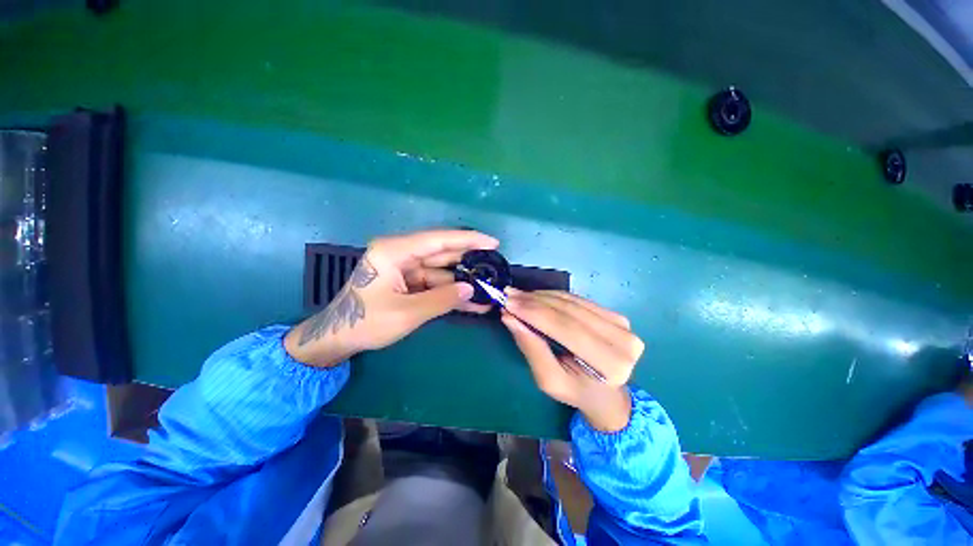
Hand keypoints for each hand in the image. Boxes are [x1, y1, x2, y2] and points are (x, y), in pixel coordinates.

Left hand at [285, 229, 497, 366]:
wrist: (337, 338)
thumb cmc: (366, 323)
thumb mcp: (407, 313)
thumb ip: (442, 299)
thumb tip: (471, 289)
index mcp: (394, 251)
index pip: (439, 240)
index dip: (468, 240)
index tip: (492, 242)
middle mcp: (401, 254)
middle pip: (442, 253)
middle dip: (469, 261)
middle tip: (494, 265)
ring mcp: (405, 268)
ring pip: (442, 270)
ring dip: (462, 281)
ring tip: (488, 288)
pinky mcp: (408, 281)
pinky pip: (434, 283)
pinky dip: (451, 292)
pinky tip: (471, 302)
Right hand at [500, 289, 643, 431]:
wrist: (606, 393)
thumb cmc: (575, 391)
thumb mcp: (549, 380)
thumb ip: (531, 348)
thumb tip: (509, 317)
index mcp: (611, 365)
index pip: (566, 328)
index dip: (535, 313)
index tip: (508, 303)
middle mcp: (623, 341)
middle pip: (570, 312)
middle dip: (535, 301)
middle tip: (509, 295)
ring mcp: (623, 325)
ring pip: (573, 302)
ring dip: (542, 296)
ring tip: (518, 295)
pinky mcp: (616, 315)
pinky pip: (579, 300)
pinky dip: (554, 296)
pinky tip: (536, 296)